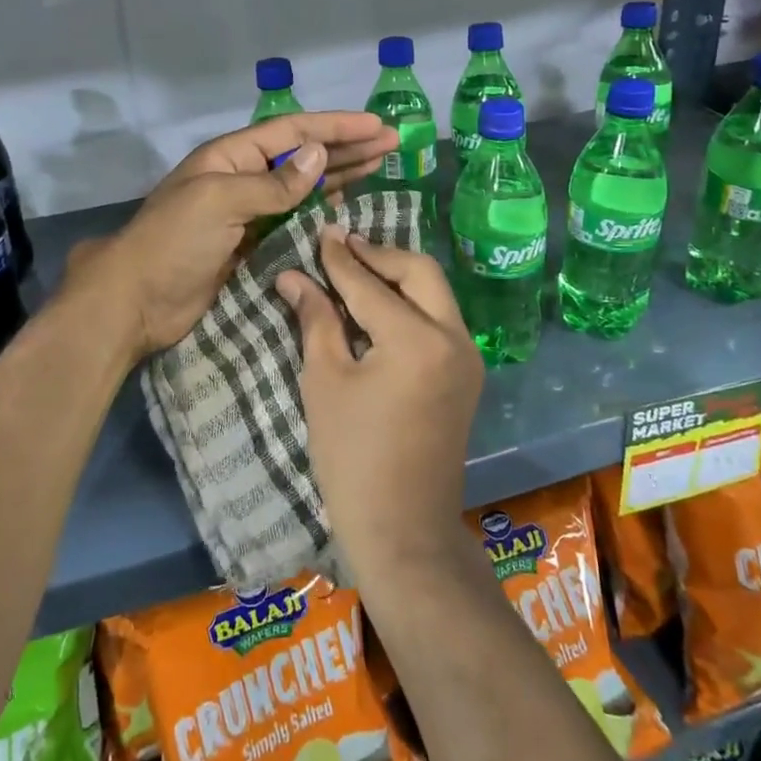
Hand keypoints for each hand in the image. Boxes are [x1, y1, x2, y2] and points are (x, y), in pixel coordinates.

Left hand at [66, 112, 395, 361]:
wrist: (137, 301)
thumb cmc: (174, 242)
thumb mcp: (220, 202)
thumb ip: (273, 183)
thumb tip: (319, 155)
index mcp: (231, 156)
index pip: (293, 132)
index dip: (336, 126)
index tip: (376, 125)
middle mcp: (242, 177)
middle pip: (303, 155)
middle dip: (346, 148)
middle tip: (391, 145)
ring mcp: (248, 212)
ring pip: (302, 186)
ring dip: (339, 175)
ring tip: (378, 167)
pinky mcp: (252, 244)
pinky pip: (294, 219)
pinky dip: (321, 210)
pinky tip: (345, 204)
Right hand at [277, 230, 483, 582]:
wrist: (404, 528)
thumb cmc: (352, 457)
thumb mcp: (325, 382)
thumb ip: (315, 320)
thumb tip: (293, 276)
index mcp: (416, 340)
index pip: (370, 284)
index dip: (339, 258)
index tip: (320, 232)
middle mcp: (453, 337)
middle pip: (419, 272)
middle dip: (380, 254)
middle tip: (342, 246)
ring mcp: (467, 356)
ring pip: (435, 292)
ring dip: (398, 275)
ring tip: (358, 267)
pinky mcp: (467, 374)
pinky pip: (440, 318)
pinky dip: (412, 302)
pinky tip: (380, 305)